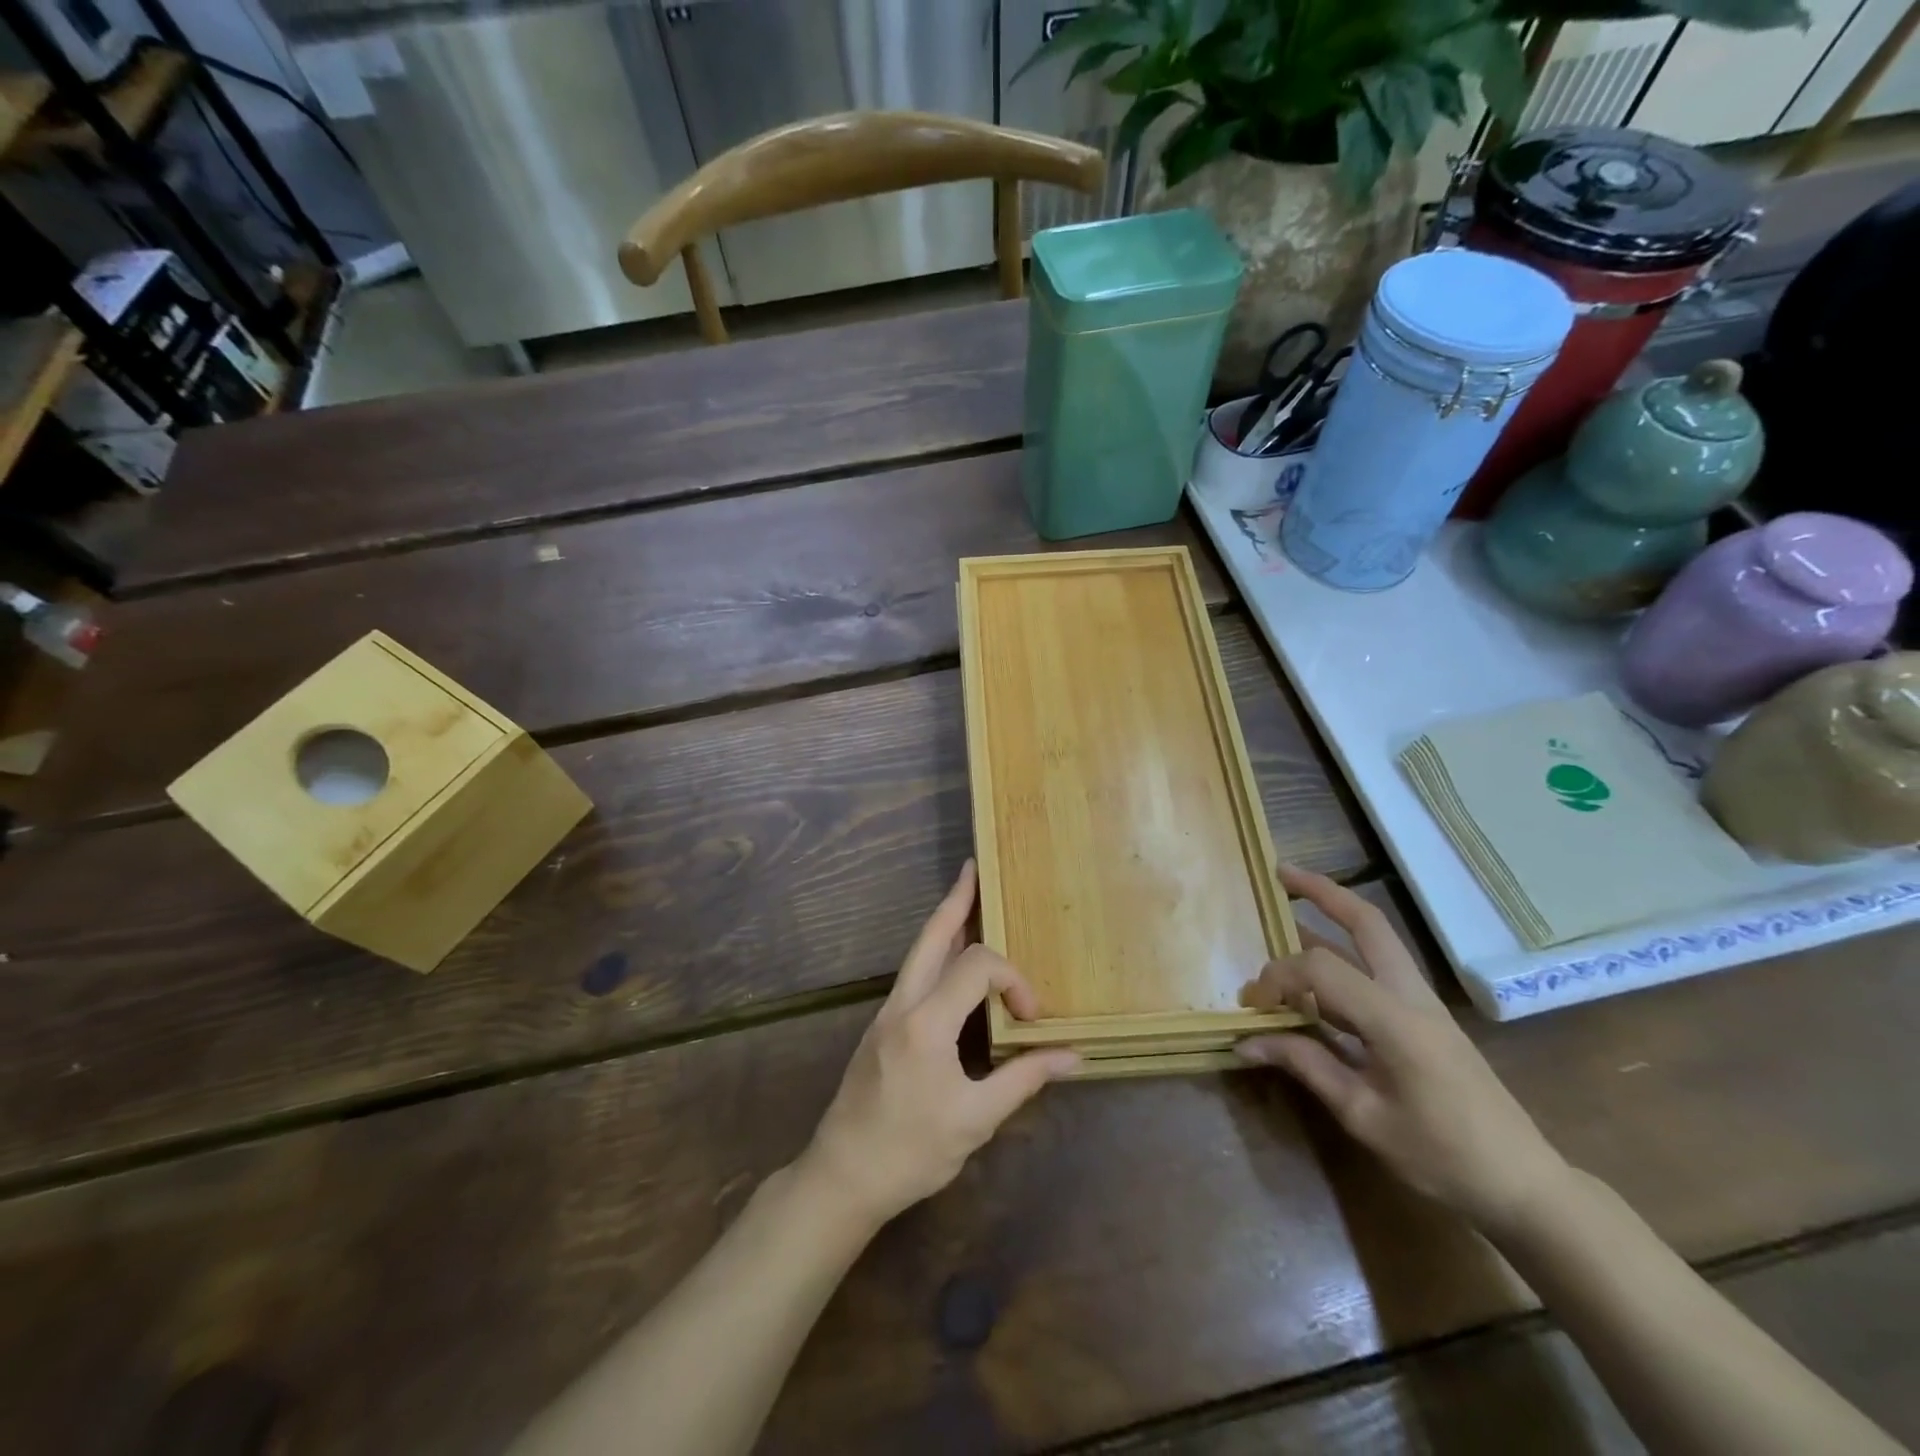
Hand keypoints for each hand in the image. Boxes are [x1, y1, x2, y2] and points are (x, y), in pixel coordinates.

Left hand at [798, 860, 1078, 1230]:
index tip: (1032, 1017)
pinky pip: (914, 973)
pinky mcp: (882, 1025)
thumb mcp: (975, 1120)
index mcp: (926, 1022)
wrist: (843, 1174)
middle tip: (973, 870)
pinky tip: (951, 960)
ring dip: (944, 923)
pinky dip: (936, 952)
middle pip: (931, 936)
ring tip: (966, 898)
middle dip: (956, 901)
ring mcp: (887, 1012)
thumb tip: (1073, 1056)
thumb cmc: (911, 1151)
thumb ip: (1024, 1079)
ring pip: (918, 951)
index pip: (977, 967)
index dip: (1013, 980)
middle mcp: (903, 1003)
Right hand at [1238, 865, 1569, 1231]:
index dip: (1277, 978)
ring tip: (1289, 906)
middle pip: (1367, 922)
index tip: (1252, 1007)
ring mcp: (1422, 1002)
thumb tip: (1246, 1041)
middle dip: (1322, 891)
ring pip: (1376, 939)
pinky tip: (1316, 973)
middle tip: (1279, 874)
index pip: (1321, 968)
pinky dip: (1343, 954)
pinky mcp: (1424, 1016)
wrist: (1522, 1183)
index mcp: (1395, 1018)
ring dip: (1334, 916)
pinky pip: (1378, 968)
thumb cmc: (1442, 1155)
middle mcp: (1410, 995)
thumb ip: (1306, 1066)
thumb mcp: (1364, 1115)